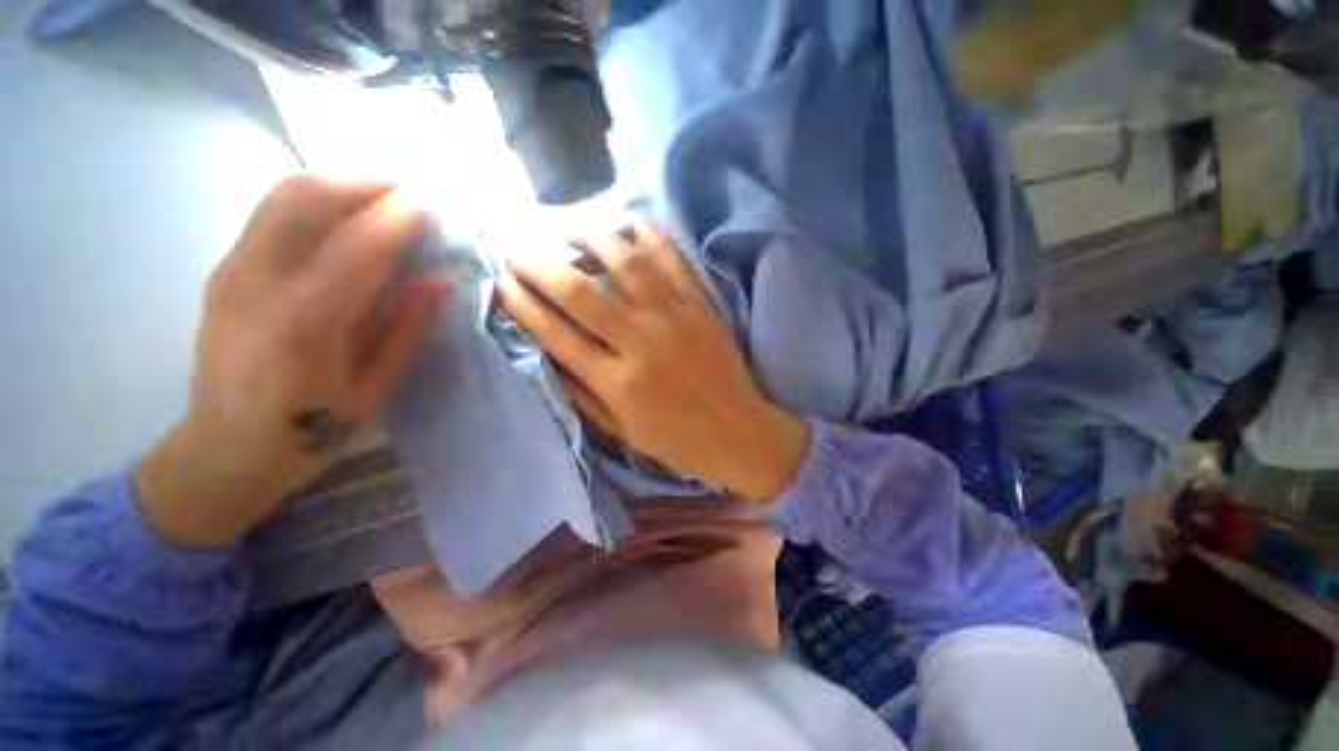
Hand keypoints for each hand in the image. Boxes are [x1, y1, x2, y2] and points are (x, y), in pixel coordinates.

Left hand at [136, 176, 445, 547]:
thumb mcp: (373, 391)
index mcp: (304, 325)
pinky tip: (345, 215)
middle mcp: (257, 283)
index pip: (359, 246)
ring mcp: (232, 270)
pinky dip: (316, 198)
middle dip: (365, 181)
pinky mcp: (224, 267)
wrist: (222, 449)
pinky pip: (272, 212)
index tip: (436, 204)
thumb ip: (405, 331)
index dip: (400, 217)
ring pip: (283, 194)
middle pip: (306, 197)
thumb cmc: (308, 433)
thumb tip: (438, 282)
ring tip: (384, 194)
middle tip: (411, 190)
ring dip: (340, 182)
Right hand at [499, 221, 809, 501]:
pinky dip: (653, 236)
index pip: (557, 334)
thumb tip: (548, 354)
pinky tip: (632, 223)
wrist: (739, 433)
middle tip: (518, 247)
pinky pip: (675, 261)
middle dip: (541, 264)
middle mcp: (642, 342)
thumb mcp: (621, 432)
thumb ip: (582, 393)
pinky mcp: (702, 306)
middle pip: (582, 292)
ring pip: (627, 263)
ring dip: (591, 236)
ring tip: (567, 225)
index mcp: (618, 382)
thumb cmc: (677, 440)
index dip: (523, 305)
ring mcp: (676, 318)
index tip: (502, 283)